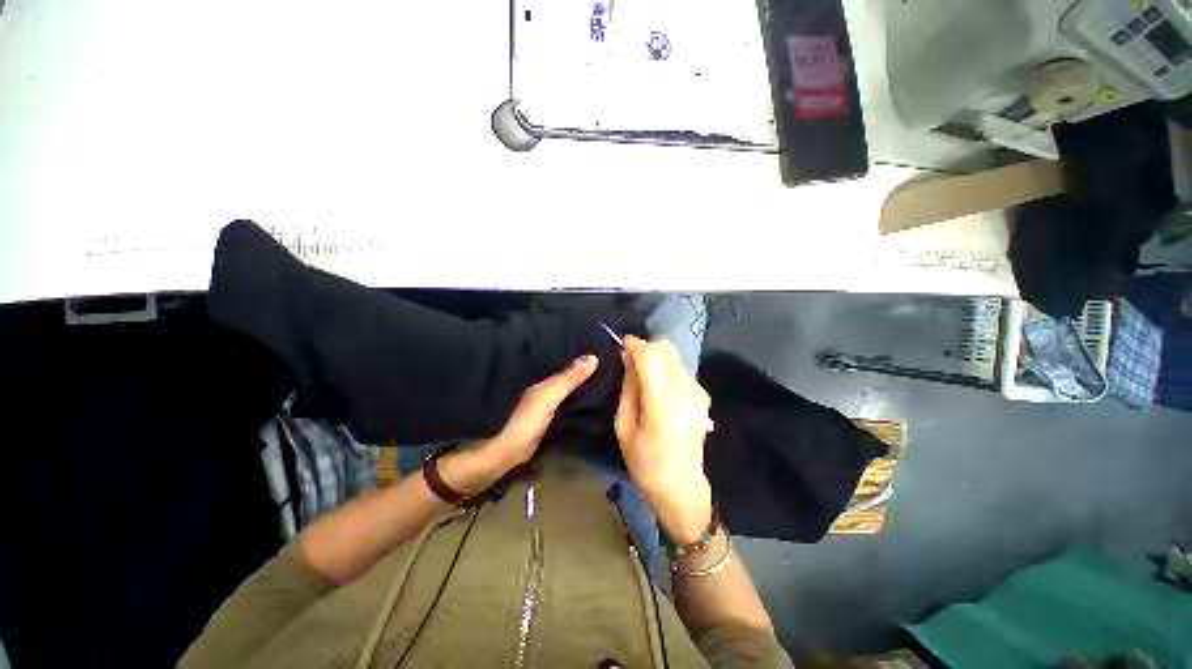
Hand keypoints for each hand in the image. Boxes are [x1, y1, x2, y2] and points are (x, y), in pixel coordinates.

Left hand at [440, 354, 598, 494]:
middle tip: (608, 356)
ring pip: (566, 385)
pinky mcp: (546, 415)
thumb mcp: (545, 399)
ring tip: (604, 372)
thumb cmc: (521, 424)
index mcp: (540, 376)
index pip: (564, 356)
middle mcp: (541, 384)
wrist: (501, 457)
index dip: (580, 349)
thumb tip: (593, 357)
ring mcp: (543, 400)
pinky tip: (589, 394)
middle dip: (583, 364)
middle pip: (566, 370)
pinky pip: (565, 399)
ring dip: (580, 380)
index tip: (601, 342)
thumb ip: (566, 380)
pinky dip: (576, 395)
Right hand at [614, 336, 713, 543]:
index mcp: (662, 402)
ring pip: (674, 356)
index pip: (651, 356)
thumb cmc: (645, 462)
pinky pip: (681, 369)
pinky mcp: (703, 395)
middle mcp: (685, 391)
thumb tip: (628, 357)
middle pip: (667, 348)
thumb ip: (628, 387)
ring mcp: (698, 392)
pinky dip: (666, 368)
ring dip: (656, 358)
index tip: (622, 345)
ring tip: (643, 377)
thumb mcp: (624, 426)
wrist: (682, 486)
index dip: (635, 344)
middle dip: (646, 347)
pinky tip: (659, 388)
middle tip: (630, 362)